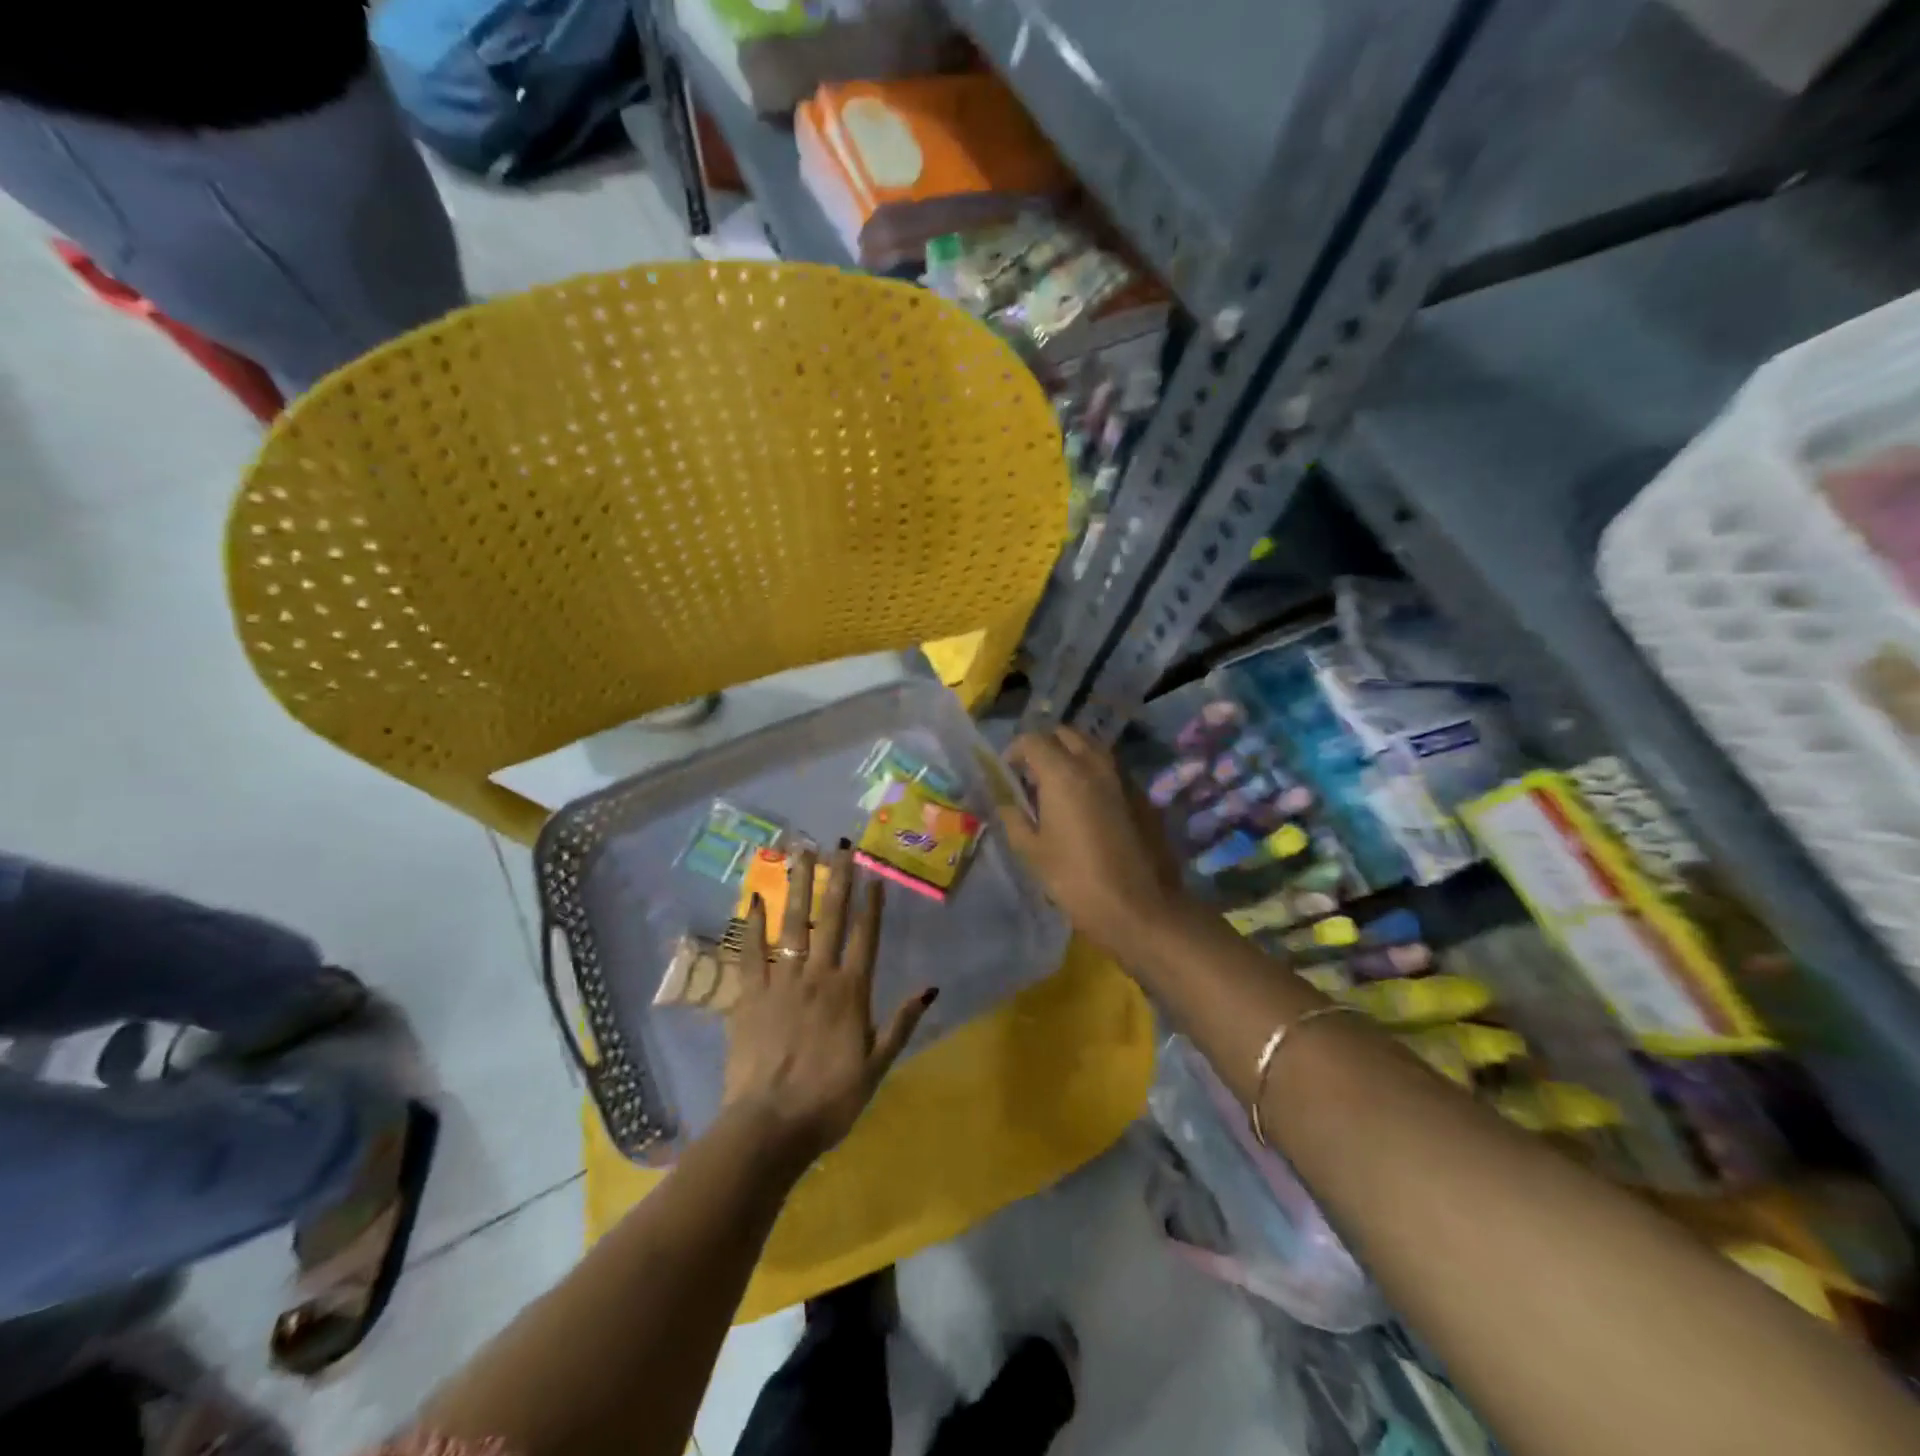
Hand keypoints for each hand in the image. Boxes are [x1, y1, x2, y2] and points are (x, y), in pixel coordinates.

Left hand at [721, 843, 934, 1167]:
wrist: (770, 1125)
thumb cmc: (830, 1100)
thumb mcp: (877, 1067)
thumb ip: (901, 1024)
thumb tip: (930, 987)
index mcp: (851, 991)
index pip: (865, 936)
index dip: (871, 904)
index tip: (873, 874)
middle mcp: (817, 975)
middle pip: (830, 918)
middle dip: (837, 879)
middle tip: (841, 846)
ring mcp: (781, 981)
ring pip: (792, 924)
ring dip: (799, 886)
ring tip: (802, 853)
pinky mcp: (749, 995)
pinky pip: (750, 952)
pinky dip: (752, 925)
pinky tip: (754, 897)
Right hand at [1002, 727, 1188, 952]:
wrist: (1140, 907)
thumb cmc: (1076, 880)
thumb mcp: (1032, 851)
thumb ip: (1014, 817)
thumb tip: (1006, 801)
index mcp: (1063, 773)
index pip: (1033, 739)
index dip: (1015, 752)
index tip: (1008, 774)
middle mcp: (1095, 764)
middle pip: (1066, 734)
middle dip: (1046, 746)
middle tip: (1033, 776)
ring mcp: (1123, 777)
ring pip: (1093, 748)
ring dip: (1073, 757)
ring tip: (1060, 788)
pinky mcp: (1142, 795)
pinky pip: (1112, 771)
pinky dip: (1094, 775)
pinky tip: (1089, 807)